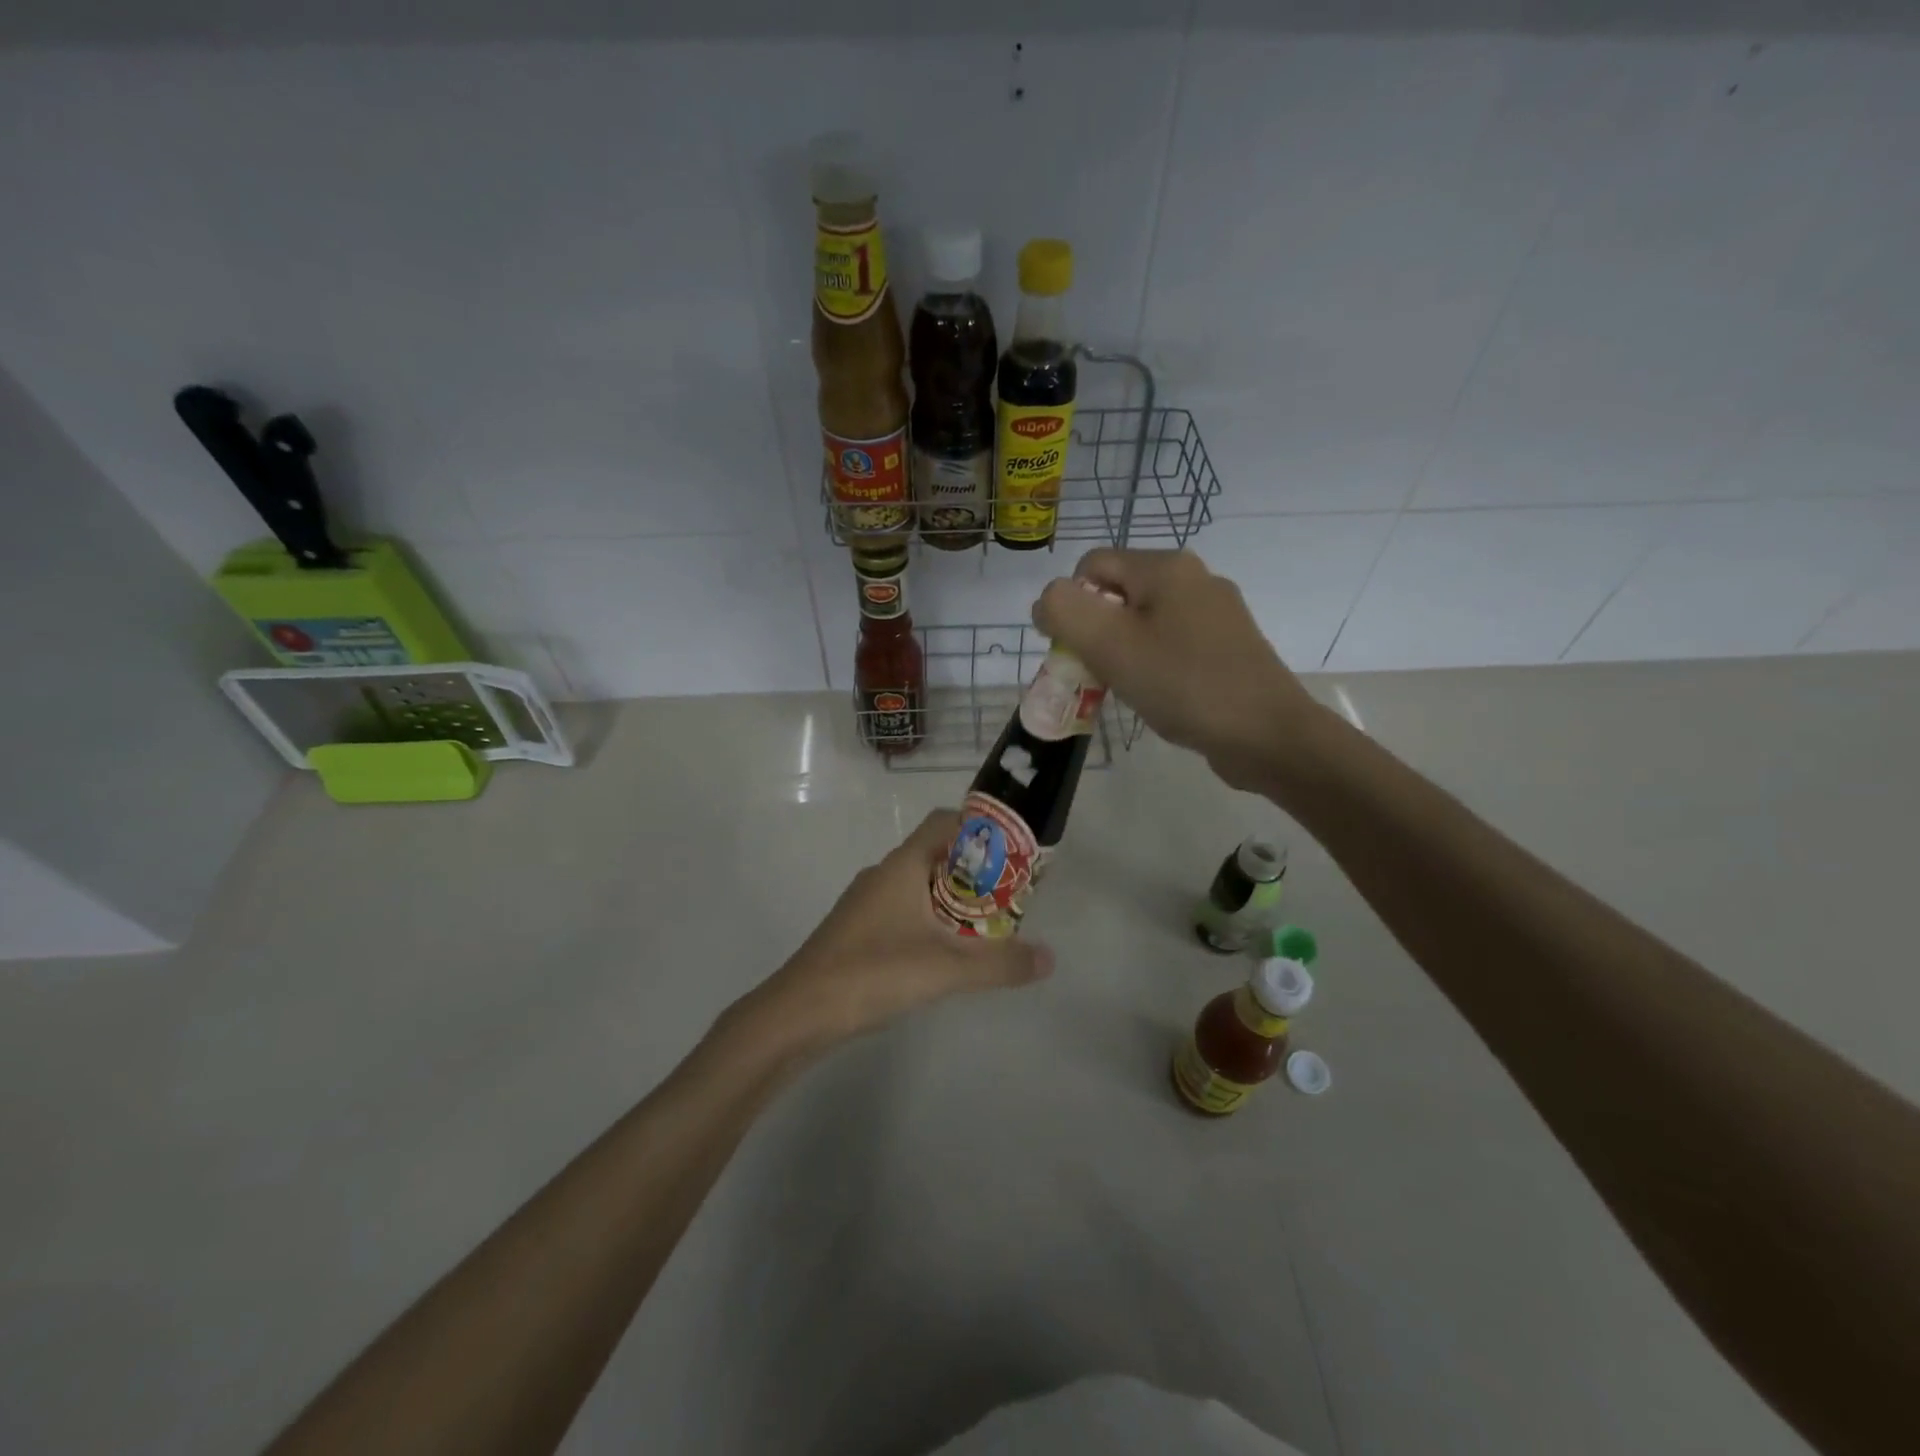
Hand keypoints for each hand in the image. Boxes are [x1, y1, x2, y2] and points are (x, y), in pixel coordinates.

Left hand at [746, 810, 1053, 1050]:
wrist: (799, 1012)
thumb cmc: (872, 973)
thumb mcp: (946, 969)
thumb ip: (1000, 963)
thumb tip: (1050, 958)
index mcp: (903, 865)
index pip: (945, 822)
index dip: (980, 828)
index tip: (1013, 849)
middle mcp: (884, 874)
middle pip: (937, 854)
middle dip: (975, 870)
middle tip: (1011, 893)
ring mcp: (867, 903)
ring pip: (920, 885)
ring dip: (954, 897)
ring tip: (988, 924)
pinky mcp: (859, 930)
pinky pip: (905, 910)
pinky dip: (932, 920)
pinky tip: (946, 952)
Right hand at [1033, 548, 1318, 791]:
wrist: (1266, 734)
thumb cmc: (1182, 683)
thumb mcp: (1108, 644)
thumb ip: (1064, 611)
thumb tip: (1048, 602)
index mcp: (1166, 567)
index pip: (1090, 566)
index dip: (1070, 606)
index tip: (1078, 651)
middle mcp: (1194, 578)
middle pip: (1118, 594)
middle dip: (1097, 633)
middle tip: (1101, 674)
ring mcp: (1217, 613)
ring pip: (1144, 622)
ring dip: (1123, 653)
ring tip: (1131, 689)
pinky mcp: (1229, 646)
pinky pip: (1172, 644)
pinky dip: (1154, 666)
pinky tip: (1161, 696)